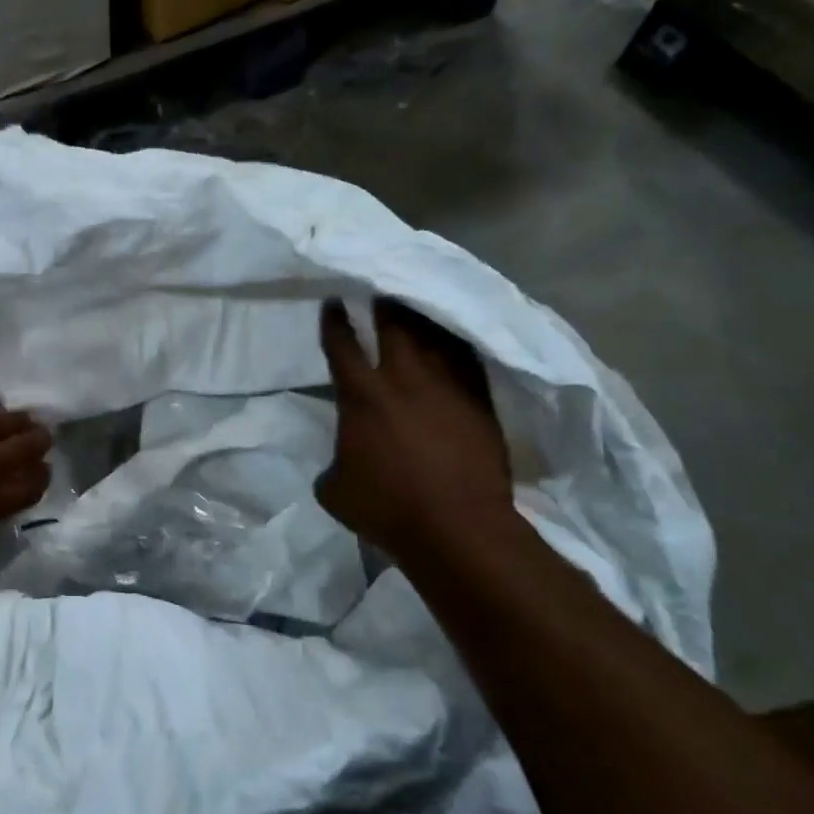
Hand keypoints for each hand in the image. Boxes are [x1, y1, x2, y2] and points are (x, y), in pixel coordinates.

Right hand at [317, 299, 518, 560]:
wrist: (458, 527)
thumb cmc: (388, 508)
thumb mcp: (335, 489)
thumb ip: (334, 461)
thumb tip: (344, 457)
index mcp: (361, 396)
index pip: (342, 345)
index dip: (334, 320)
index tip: (334, 301)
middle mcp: (403, 379)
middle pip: (393, 325)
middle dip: (384, 302)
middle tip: (381, 285)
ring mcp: (447, 387)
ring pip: (434, 336)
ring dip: (422, 317)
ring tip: (417, 303)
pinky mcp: (479, 401)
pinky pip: (467, 358)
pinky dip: (457, 343)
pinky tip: (454, 336)